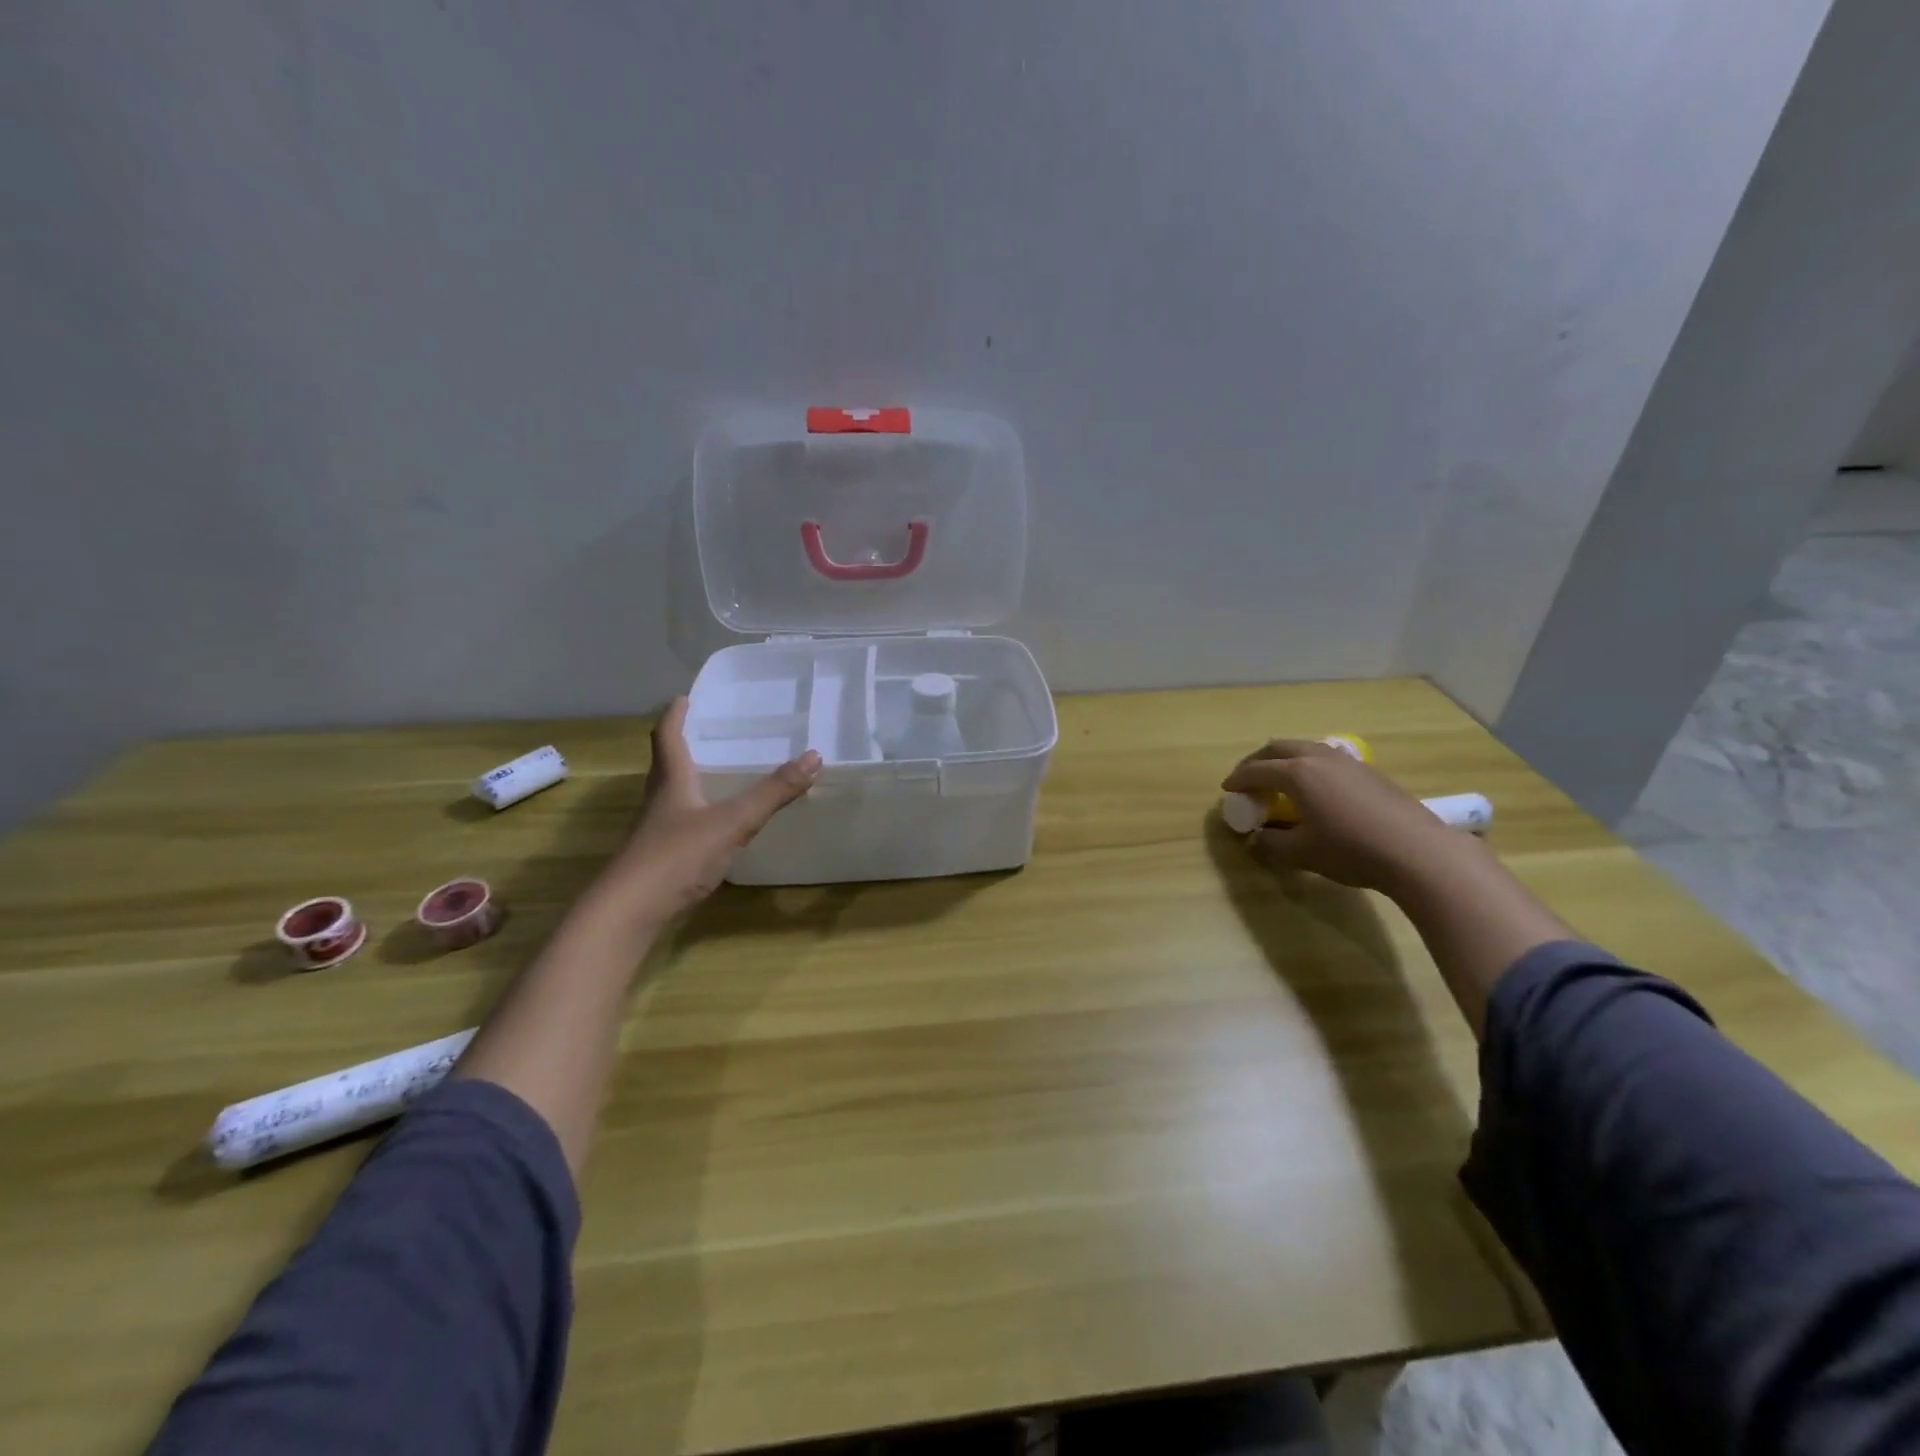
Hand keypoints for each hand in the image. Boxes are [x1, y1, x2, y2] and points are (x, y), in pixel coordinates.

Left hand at [607, 697, 820, 921]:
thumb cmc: (677, 856)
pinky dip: (696, 813)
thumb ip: (773, 792)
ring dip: (689, 779)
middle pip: (666, 764)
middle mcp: (659, 801)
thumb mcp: (733, 821)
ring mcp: (657, 832)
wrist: (629, 912)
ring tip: (717, 772)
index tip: (684, 698)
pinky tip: (714, 825)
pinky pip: (680, 824)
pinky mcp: (660, 859)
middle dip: (683, 744)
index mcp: (672, 781)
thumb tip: (814, 756)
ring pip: (672, 795)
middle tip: (707, 731)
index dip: (675, 716)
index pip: (667, 737)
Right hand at [1221, 739, 1458, 892]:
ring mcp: (1348, 762)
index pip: (1257, 770)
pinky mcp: (1370, 773)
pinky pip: (1328, 758)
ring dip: (1286, 760)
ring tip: (1280, 780)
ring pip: (1306, 748)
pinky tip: (1316, 789)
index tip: (1227, 789)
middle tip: (1248, 778)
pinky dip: (1309, 766)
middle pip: (1279, 748)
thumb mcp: (1301, 853)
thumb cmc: (1351, 850)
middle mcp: (1319, 758)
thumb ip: (1271, 844)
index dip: (1238, 779)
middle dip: (1258, 760)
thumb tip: (1257, 839)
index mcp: (1297, 773)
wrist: (1419, 852)